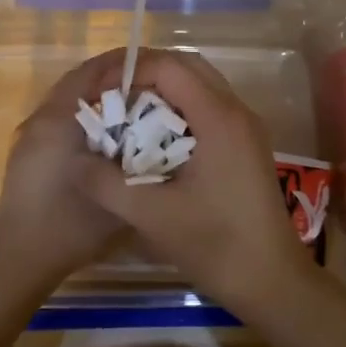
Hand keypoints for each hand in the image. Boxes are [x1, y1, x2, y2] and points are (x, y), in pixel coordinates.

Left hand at [0, 50, 129, 295]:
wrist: (18, 260)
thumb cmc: (68, 226)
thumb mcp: (118, 194)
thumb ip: (141, 162)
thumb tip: (161, 137)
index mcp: (58, 120)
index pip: (89, 72)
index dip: (120, 62)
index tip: (153, 62)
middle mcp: (40, 119)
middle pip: (78, 82)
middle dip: (113, 78)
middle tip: (150, 83)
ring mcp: (30, 137)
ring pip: (69, 101)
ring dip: (98, 97)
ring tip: (136, 105)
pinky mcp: (28, 153)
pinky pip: (62, 120)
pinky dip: (86, 116)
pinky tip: (111, 135)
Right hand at [75, 47, 309, 306]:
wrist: (272, 281)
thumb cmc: (215, 244)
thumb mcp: (151, 215)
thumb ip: (106, 183)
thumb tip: (74, 160)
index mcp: (218, 117)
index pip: (169, 67)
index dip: (129, 70)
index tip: (98, 92)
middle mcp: (236, 111)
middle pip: (186, 66)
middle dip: (144, 73)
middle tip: (109, 95)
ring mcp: (245, 127)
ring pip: (199, 85)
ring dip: (162, 90)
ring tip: (125, 112)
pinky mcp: (246, 145)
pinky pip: (208, 107)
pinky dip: (178, 109)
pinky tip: (153, 138)